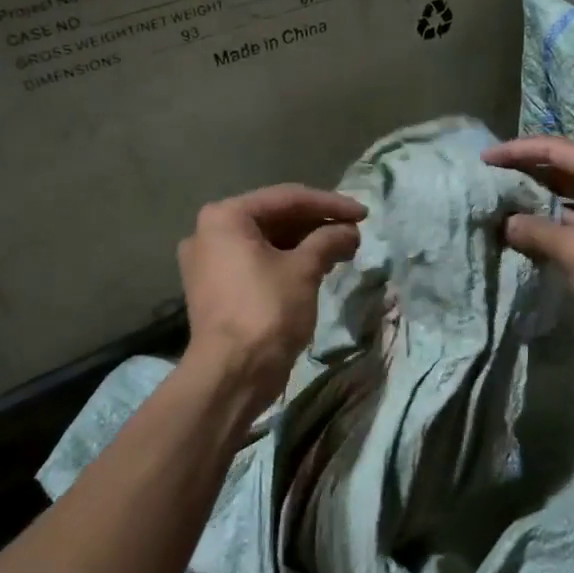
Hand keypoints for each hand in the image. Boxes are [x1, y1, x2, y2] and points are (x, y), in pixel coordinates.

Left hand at [178, 184, 366, 411]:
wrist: (232, 374)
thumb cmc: (267, 311)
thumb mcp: (304, 270)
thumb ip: (328, 240)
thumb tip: (349, 231)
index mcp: (225, 217)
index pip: (288, 198)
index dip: (330, 204)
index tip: (364, 214)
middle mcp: (210, 233)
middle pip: (275, 218)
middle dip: (318, 225)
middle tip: (354, 233)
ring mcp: (210, 262)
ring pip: (268, 242)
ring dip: (306, 244)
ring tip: (343, 251)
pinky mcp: (217, 288)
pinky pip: (258, 263)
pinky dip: (288, 261)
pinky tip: (319, 267)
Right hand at [484, 136, 573, 347]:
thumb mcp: (572, 251)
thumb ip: (535, 230)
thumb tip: (508, 223)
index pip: (557, 149)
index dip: (518, 152)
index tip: (487, 159)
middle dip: (535, 172)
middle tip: (498, 178)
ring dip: (553, 195)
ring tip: (517, 201)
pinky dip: (573, 214)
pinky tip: (549, 226)